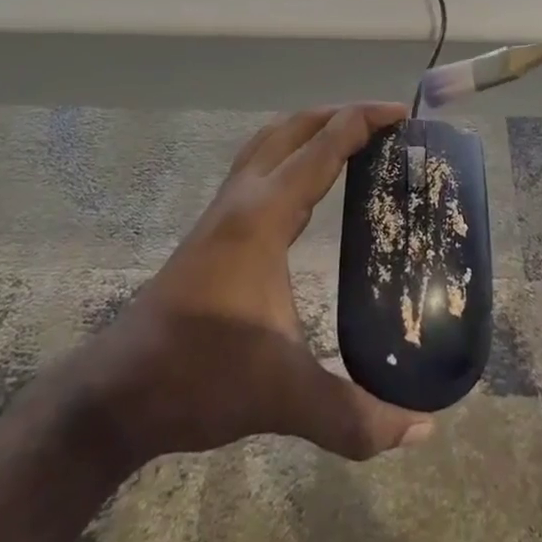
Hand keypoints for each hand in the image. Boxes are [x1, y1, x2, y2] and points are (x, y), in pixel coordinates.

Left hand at [72, 103, 433, 468]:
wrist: (118, 392)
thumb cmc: (200, 377)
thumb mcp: (284, 397)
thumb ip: (355, 416)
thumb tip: (423, 427)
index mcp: (263, 216)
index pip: (321, 148)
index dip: (363, 121)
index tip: (402, 114)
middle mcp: (242, 199)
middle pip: (293, 129)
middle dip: (341, 114)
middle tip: (387, 122)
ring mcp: (222, 211)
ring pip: (269, 142)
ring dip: (311, 129)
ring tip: (352, 139)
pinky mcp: (212, 229)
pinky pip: (258, 166)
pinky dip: (290, 154)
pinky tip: (306, 185)